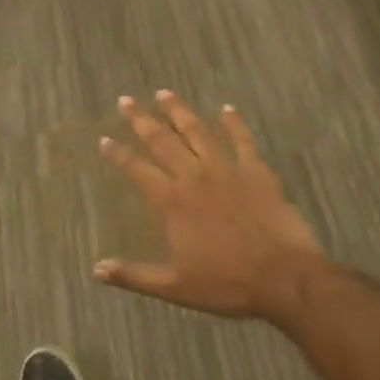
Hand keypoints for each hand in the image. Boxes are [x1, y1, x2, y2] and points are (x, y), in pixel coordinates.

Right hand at [96, 92, 324, 326]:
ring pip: (197, 132)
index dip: (117, 155)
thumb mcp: (175, 286)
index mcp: (172, 201)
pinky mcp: (256, 171)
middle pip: (162, 141)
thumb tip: (96, 270)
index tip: (103, 140)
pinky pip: (242, 140)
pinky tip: (227, 109)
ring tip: (164, 93)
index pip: (136, 170)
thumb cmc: (227, 284)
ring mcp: (227, 170)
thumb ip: (134, 275)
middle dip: (141, 120)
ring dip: (178, 111)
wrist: (284, 278)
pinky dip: (234, 123)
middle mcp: (194, 177)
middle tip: (126, 100)